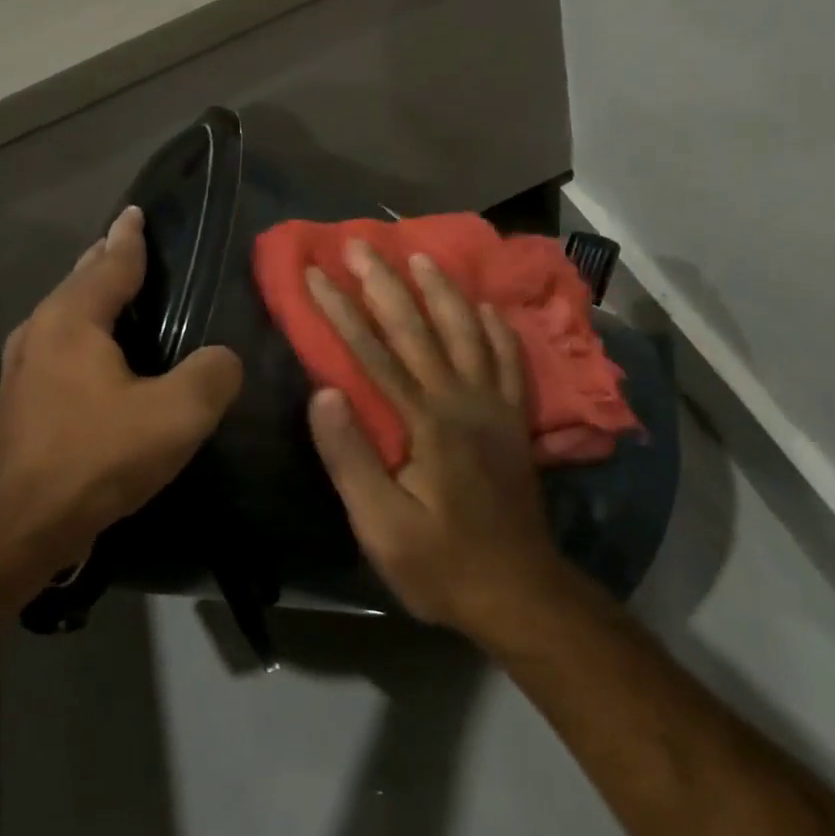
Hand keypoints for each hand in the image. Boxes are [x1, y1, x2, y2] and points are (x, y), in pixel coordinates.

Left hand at [0, 206, 242, 581]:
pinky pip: (64, 346)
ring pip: (68, 315)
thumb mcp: (176, 414)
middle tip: (138, 247)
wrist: (19, 527)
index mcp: (72, 319)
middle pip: (81, 281)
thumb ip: (212, 374)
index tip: (137, 211)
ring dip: (96, 299)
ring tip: (127, 295)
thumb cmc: (96, 457)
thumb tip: (225, 358)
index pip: (109, 262)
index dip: (129, 237)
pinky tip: (109, 356)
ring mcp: (25, 367)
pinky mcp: (24, 400)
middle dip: (107, 261)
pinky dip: (89, 334)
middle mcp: (41, 331)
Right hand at [304, 240, 572, 640]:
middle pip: (419, 328)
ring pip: (467, 332)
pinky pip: (508, 360)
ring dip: (442, 290)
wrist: (520, 592)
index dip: (339, 310)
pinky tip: (485, 307)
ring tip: (421, 255)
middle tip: (361, 242)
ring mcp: (494, 407)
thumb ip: (353, 458)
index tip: (314, 272)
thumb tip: (323, 392)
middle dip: (385, 282)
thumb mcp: (382, 527)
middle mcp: (462, 400)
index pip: (373, 353)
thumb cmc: (442, 563)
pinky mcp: (514, 420)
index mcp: (425, 422)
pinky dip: (495, 328)